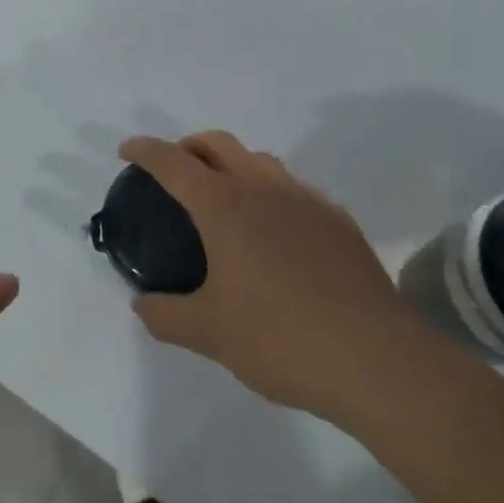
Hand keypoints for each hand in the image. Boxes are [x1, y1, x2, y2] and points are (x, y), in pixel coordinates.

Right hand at [123, 131, 432, 421]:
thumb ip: (166, 315)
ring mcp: (305, 200)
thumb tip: (141, 305)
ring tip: (224, 199)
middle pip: (217, 144)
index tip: (126, 150)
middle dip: (188, 145)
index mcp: (224, 206)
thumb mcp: (210, 334)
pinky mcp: (338, 220)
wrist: (377, 359)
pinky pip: (294, 190)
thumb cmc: (281, 338)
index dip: (145, 150)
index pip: (173, 162)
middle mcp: (262, 188)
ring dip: (232, 164)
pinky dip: (271, 193)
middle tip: (174, 168)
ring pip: (259, 161)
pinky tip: (277, 232)